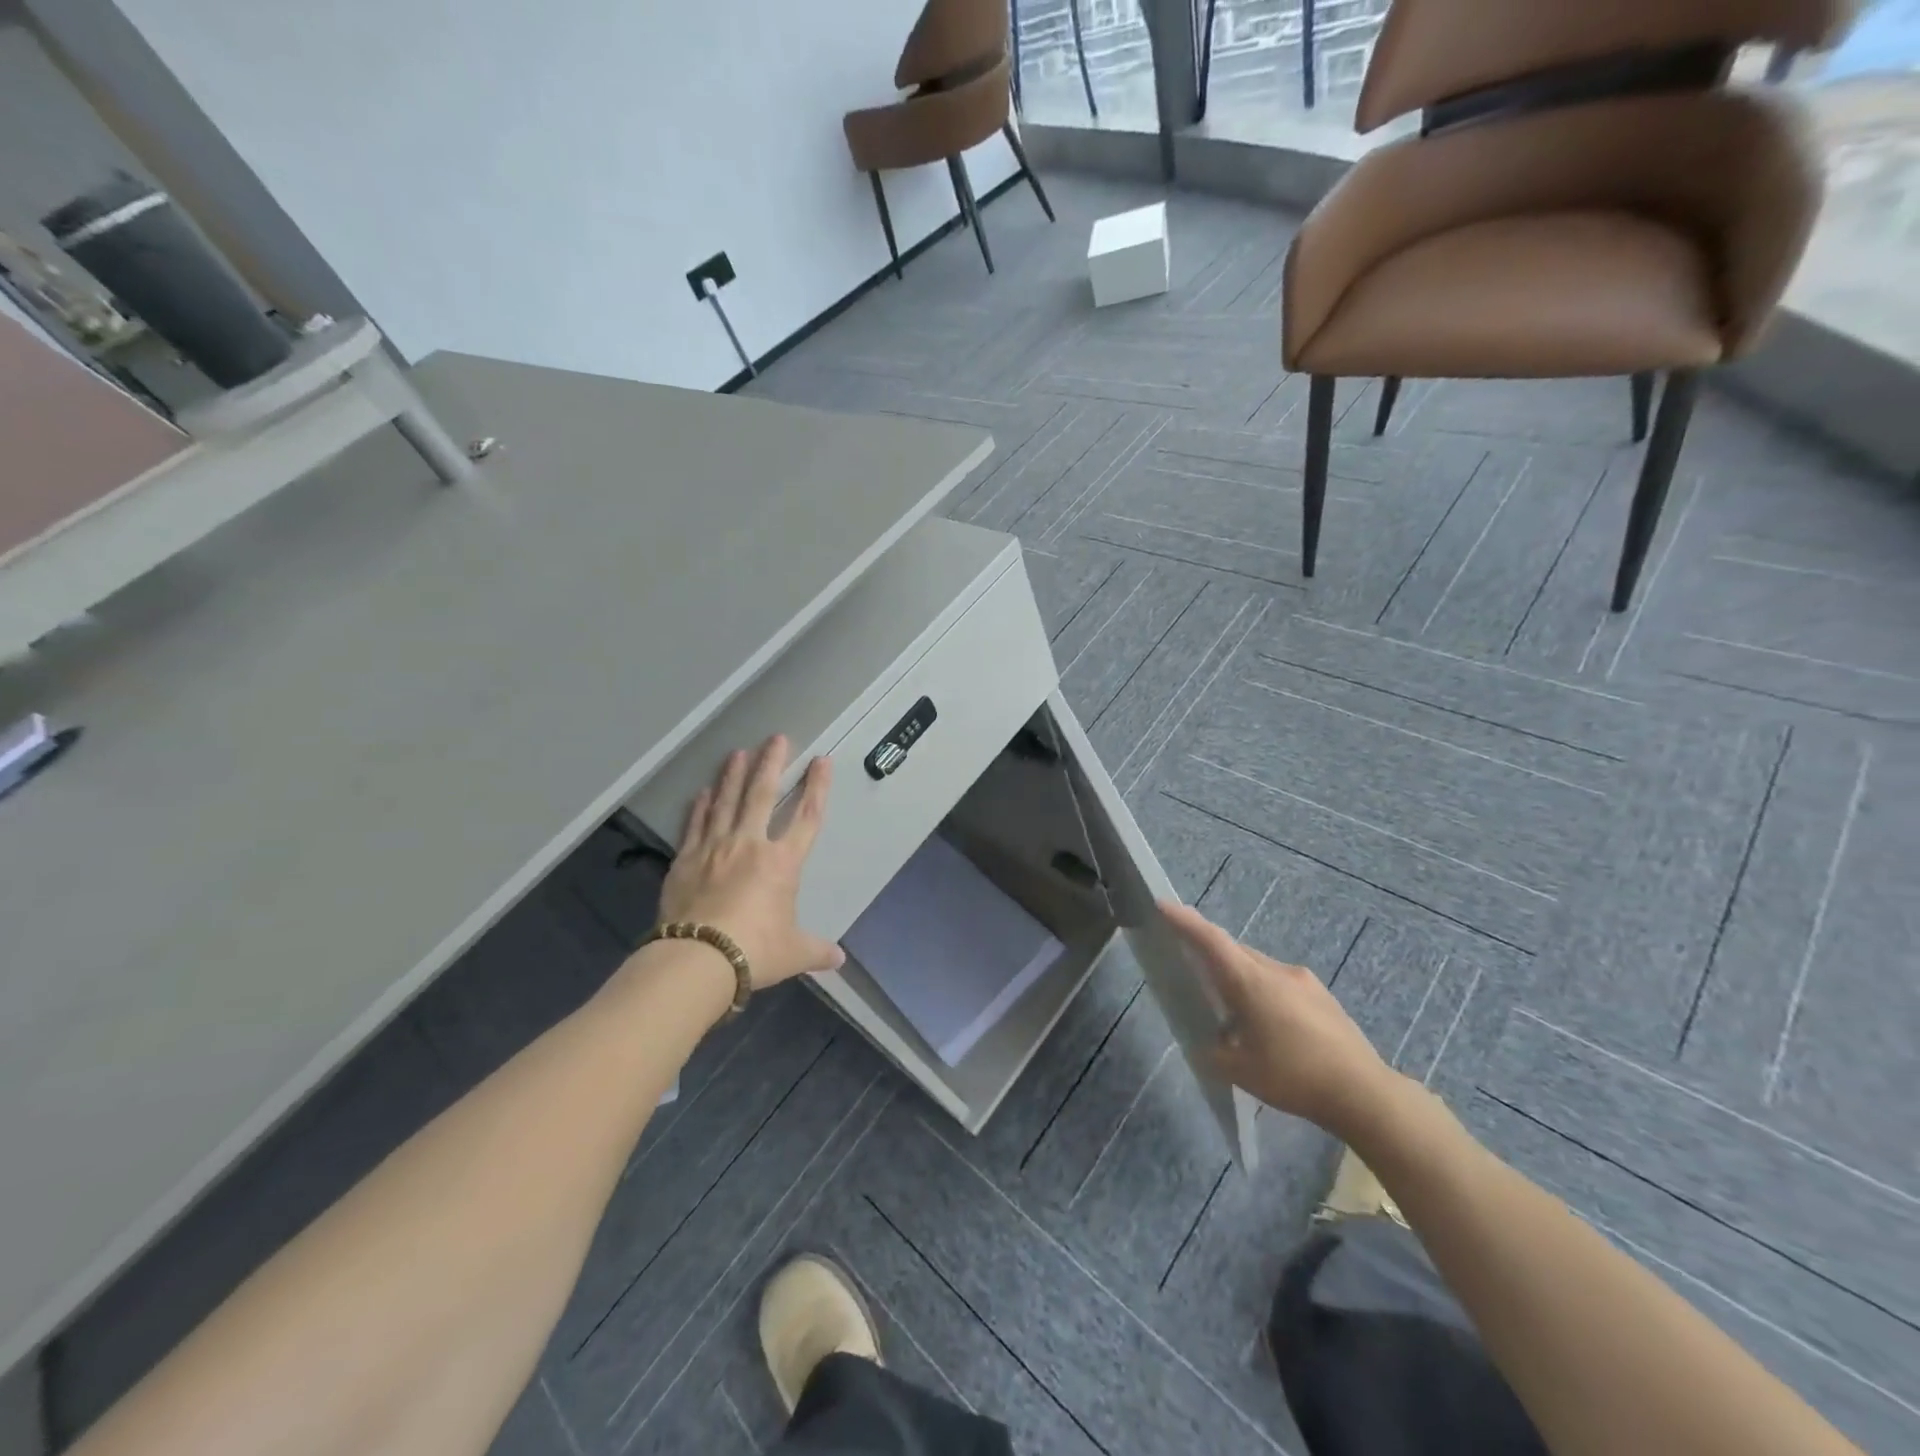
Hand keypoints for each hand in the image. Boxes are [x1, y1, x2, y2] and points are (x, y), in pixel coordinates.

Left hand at [658, 736, 844, 989]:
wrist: (698, 959)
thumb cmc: (755, 950)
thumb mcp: (793, 953)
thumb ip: (816, 951)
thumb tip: (838, 960)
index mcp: (782, 863)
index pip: (807, 817)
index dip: (817, 787)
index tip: (822, 761)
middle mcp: (750, 846)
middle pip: (762, 795)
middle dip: (771, 764)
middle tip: (776, 738)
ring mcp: (714, 849)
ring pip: (726, 802)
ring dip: (733, 775)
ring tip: (738, 752)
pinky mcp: (685, 860)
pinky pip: (695, 825)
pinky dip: (700, 806)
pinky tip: (702, 792)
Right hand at [1160, 901, 1399, 1137]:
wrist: (1365, 1093)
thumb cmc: (1294, 1077)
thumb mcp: (1240, 1071)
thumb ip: (1214, 1051)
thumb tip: (1208, 1043)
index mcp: (1251, 982)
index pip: (1211, 940)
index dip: (1185, 921)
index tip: (1163, 904)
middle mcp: (1276, 971)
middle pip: (1234, 951)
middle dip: (1211, 954)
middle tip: (1192, 968)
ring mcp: (1303, 982)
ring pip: (1258, 968)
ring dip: (1240, 979)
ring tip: (1233, 1012)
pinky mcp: (1322, 997)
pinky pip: (1280, 984)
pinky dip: (1263, 993)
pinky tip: (1269, 1027)